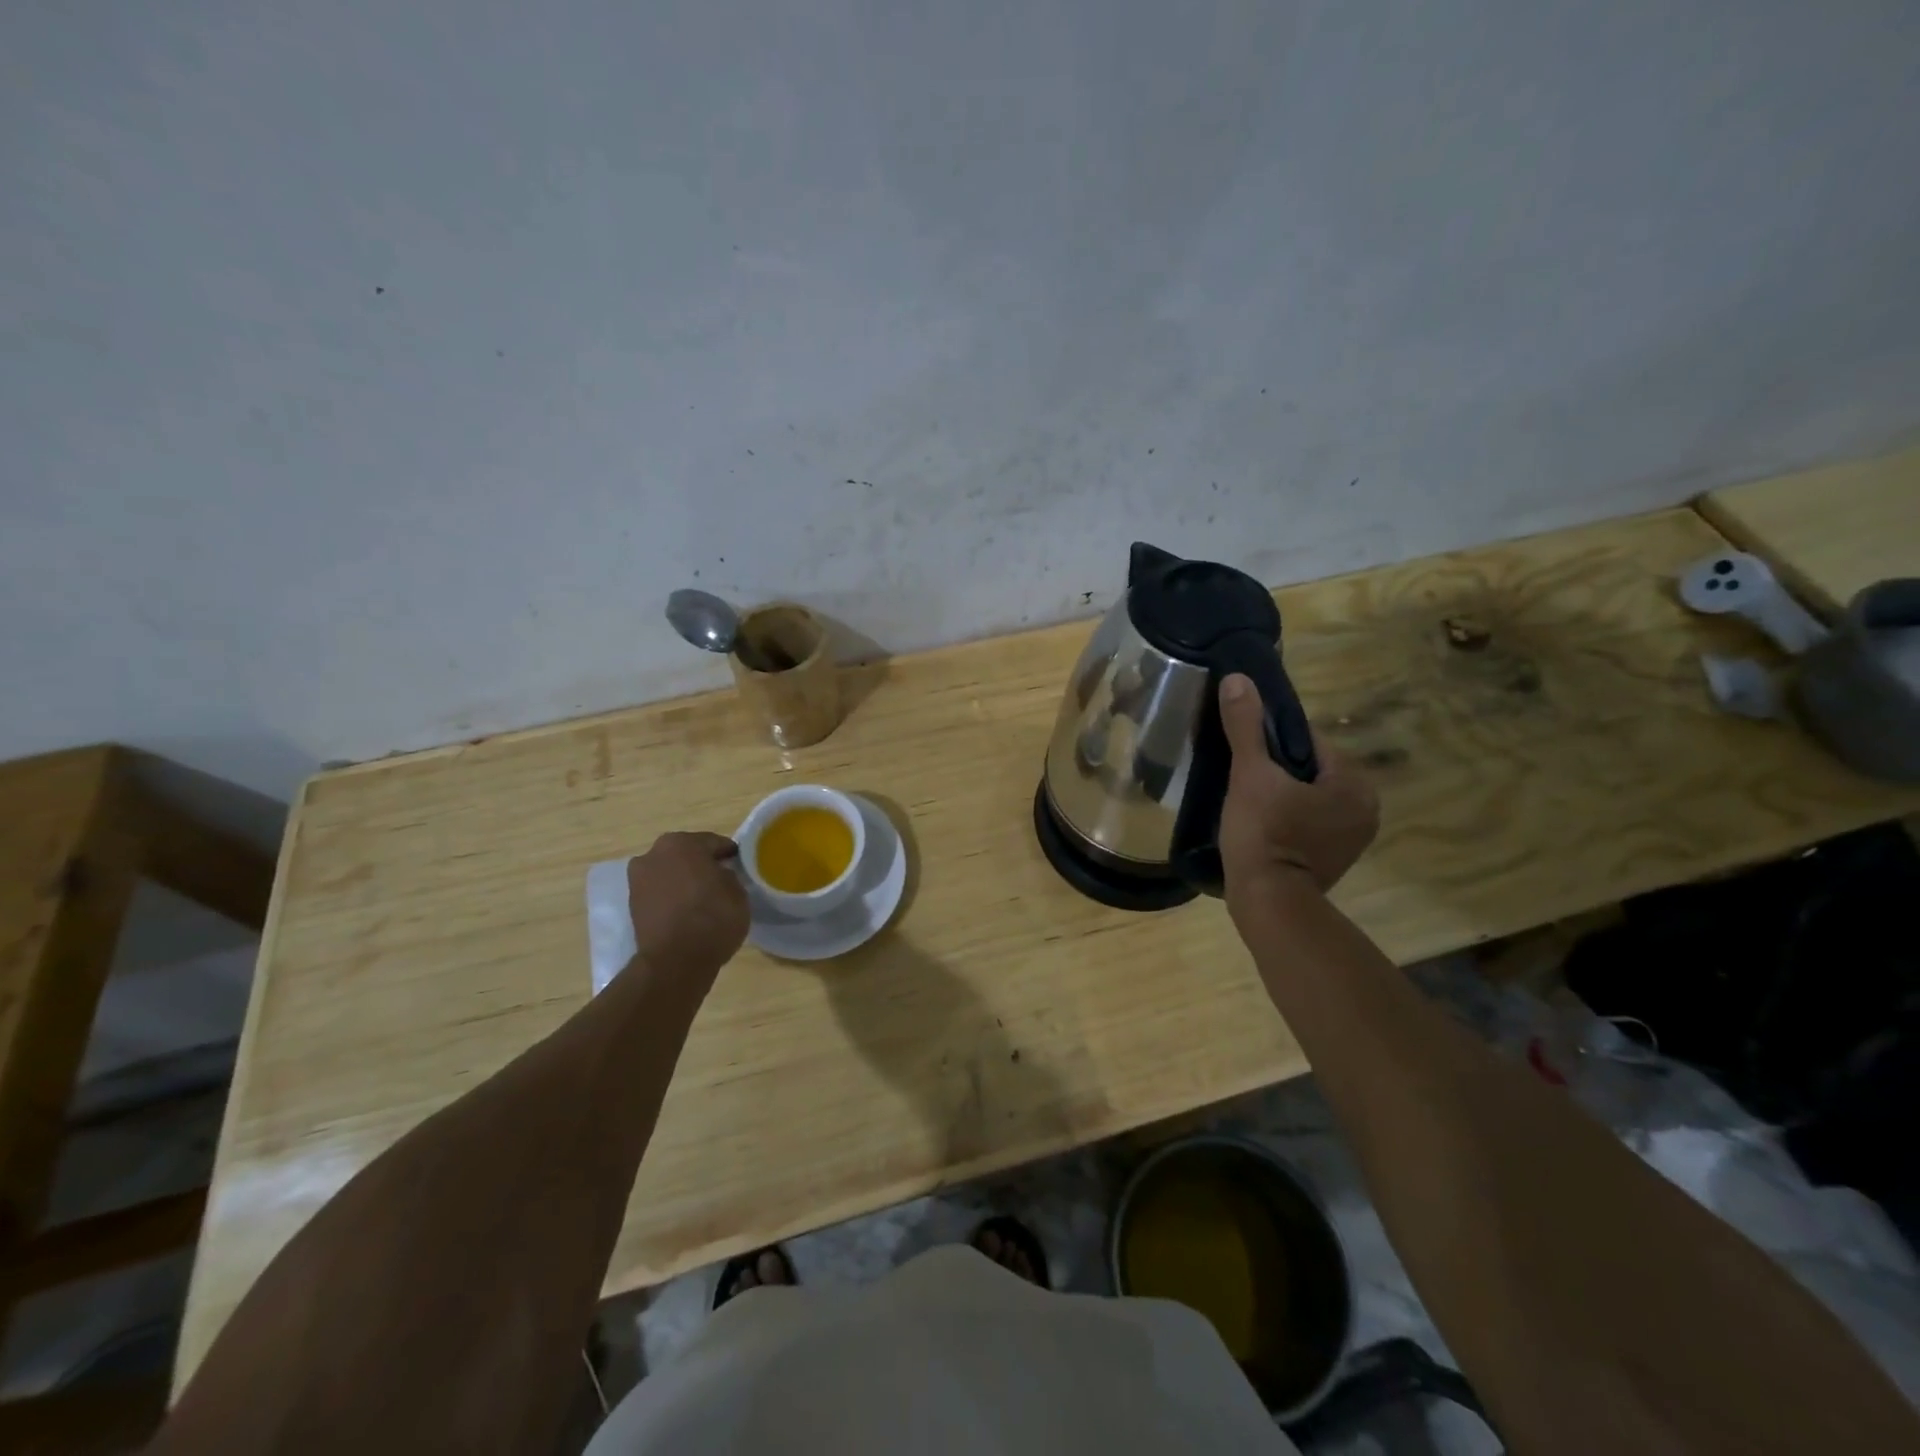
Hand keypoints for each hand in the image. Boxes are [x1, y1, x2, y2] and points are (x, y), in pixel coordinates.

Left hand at [626, 832, 749, 977]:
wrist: (676, 960)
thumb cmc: (713, 917)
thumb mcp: (738, 892)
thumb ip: (728, 876)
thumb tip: (719, 875)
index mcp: (682, 843)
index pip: (713, 842)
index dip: (728, 854)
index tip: (739, 865)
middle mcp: (654, 854)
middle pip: (685, 854)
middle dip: (701, 864)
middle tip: (720, 880)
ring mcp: (638, 880)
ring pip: (669, 873)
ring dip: (682, 880)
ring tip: (701, 899)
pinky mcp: (632, 905)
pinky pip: (659, 893)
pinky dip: (671, 898)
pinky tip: (686, 912)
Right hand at [1217, 674, 1378, 898]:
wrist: (1268, 903)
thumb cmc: (1264, 834)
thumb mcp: (1250, 774)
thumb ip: (1245, 727)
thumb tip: (1238, 679)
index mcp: (1354, 782)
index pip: (1310, 740)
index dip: (1272, 739)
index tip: (1244, 749)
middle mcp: (1366, 808)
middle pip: (1311, 768)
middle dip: (1278, 768)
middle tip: (1241, 777)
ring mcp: (1353, 838)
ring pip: (1309, 796)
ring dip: (1282, 793)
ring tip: (1246, 799)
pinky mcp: (1337, 859)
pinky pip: (1310, 821)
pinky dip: (1289, 817)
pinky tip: (1261, 823)